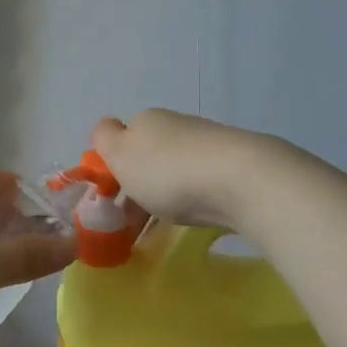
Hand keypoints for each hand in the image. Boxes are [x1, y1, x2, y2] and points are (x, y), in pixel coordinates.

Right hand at [91, 109, 283, 228]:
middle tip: (134, 222)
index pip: (120, 137)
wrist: (241, 180)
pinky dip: (192, 198)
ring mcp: (207, 143)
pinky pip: (201, 182)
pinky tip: (195, 213)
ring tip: (163, 226)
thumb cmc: (168, 171)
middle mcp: (176, 125)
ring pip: (175, 169)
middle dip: (139, 184)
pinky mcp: (234, 165)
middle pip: (148, 155)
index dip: (113, 166)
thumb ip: (104, 139)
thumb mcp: (121, 154)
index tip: (112, 197)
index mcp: (146, 120)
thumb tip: (107, 129)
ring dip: (165, 193)